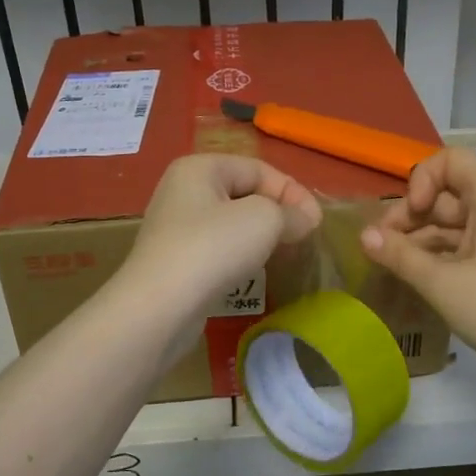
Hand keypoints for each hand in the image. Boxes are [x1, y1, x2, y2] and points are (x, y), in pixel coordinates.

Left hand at [122, 155, 321, 313]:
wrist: (159, 307)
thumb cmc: (213, 248)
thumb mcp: (264, 219)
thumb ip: (291, 213)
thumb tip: (306, 219)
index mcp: (200, 168)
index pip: (259, 169)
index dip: (292, 191)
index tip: (316, 222)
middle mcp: (183, 190)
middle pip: (245, 193)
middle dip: (277, 212)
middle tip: (304, 237)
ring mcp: (176, 227)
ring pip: (232, 223)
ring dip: (261, 235)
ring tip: (284, 253)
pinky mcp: (176, 260)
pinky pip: (218, 248)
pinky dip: (241, 254)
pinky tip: (253, 270)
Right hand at [361, 147, 475, 377]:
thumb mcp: (442, 282)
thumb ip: (400, 255)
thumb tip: (363, 235)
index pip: (451, 160)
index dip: (423, 179)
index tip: (412, 214)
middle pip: (446, 193)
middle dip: (411, 215)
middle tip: (382, 247)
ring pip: (451, 222)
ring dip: (420, 238)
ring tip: (391, 265)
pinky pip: (463, 244)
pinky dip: (438, 255)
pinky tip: (415, 276)